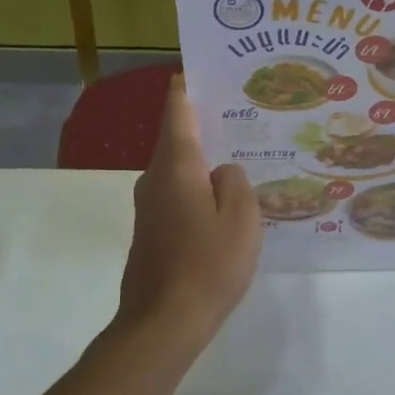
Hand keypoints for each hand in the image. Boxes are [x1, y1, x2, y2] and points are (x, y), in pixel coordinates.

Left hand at [116, 76, 261, 345]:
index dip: (187, 88)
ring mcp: (149, 207)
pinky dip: (198, 190)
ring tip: (243, 158)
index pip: (177, 111)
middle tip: (245, 116)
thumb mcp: (241, 219)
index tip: (202, 70)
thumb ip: (235, 182)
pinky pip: (177, 196)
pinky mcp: (151, 232)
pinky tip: (223, 204)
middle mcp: (155, 179)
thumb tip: (221, 172)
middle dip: (207, 126)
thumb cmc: (207, 266)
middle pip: (178, 140)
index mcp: (176, 166)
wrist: (162, 324)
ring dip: (204, 162)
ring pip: (179, 170)